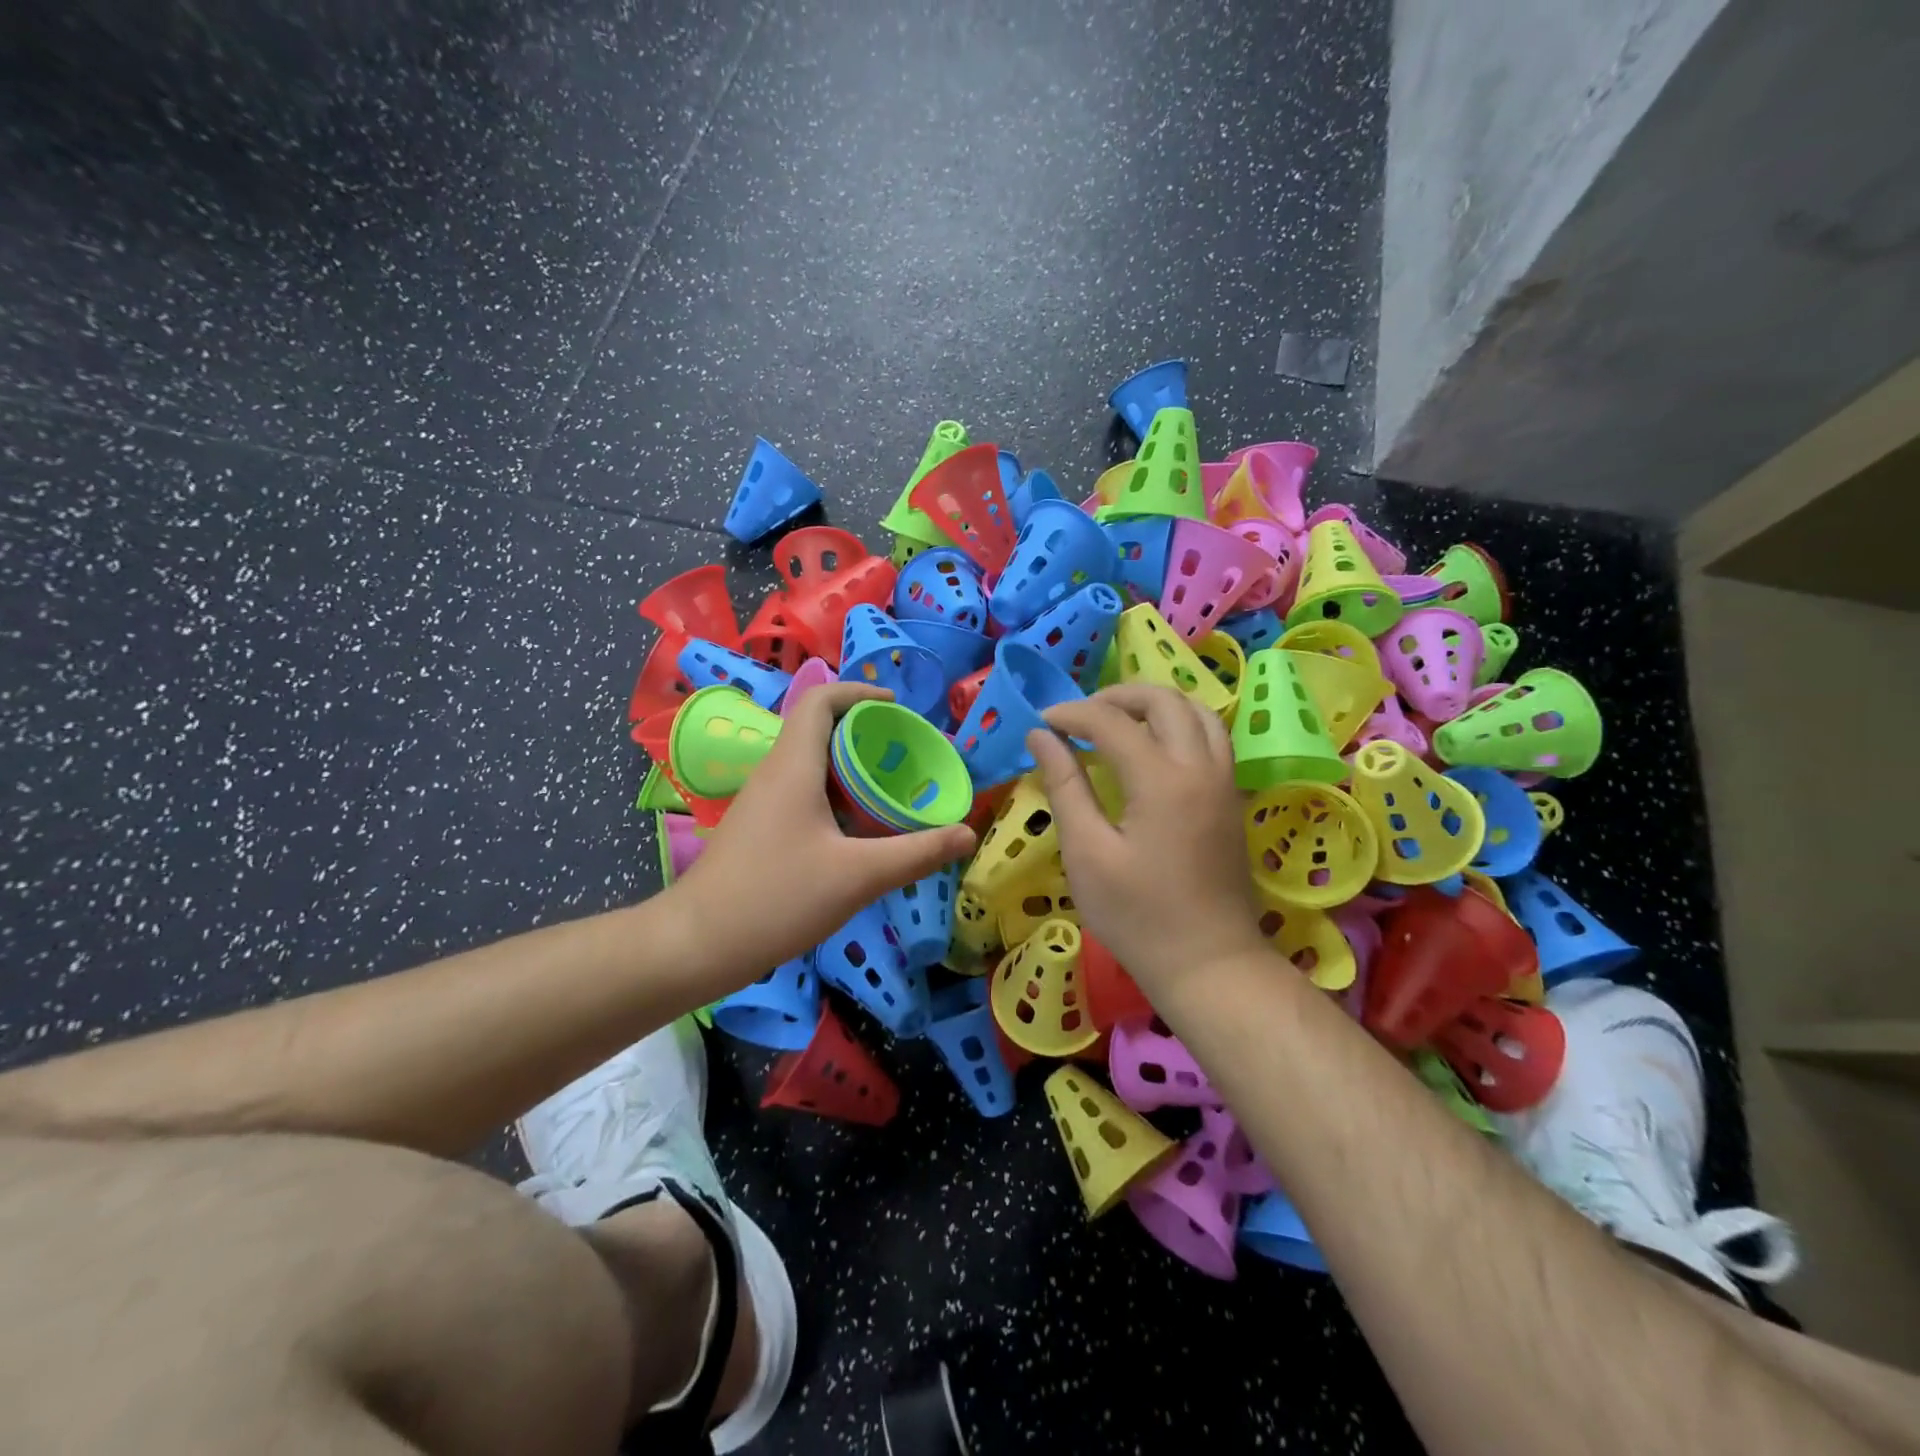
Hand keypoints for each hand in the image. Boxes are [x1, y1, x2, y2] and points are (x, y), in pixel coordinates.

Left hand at [666, 683, 976, 994]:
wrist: (697, 944)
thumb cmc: (776, 898)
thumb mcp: (858, 877)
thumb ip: (916, 853)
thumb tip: (968, 833)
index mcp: (794, 765)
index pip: (821, 700)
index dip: (860, 692)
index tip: (899, 708)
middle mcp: (775, 773)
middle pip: (821, 730)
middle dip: (867, 734)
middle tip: (909, 756)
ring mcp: (763, 802)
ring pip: (813, 765)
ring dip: (853, 769)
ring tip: (894, 791)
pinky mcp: (760, 829)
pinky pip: (803, 794)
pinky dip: (837, 797)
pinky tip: (861, 831)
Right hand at [1026, 685, 1265, 993]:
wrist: (1209, 964)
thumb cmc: (1138, 916)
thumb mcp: (1087, 853)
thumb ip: (1065, 786)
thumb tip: (1041, 736)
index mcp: (1161, 780)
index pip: (1110, 721)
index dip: (1071, 714)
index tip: (1041, 723)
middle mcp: (1200, 767)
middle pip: (1163, 700)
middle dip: (1116, 696)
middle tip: (1079, 716)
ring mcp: (1224, 781)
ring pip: (1196, 711)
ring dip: (1153, 704)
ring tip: (1116, 722)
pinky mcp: (1231, 798)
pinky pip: (1211, 736)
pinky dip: (1179, 723)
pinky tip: (1153, 747)